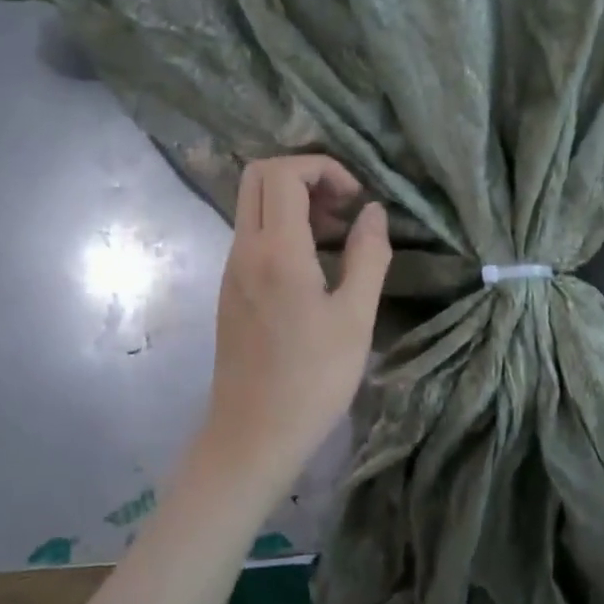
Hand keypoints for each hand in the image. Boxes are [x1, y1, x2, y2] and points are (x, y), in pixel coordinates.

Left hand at [204, 155, 391, 487]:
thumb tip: (373, 212)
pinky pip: (252, 234)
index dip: (324, 168)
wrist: (252, 435)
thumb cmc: (312, 379)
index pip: (284, 172)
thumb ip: (368, 255)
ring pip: (253, 204)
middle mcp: (244, 249)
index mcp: (276, 250)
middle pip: (258, 175)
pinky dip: (282, 228)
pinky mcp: (230, 288)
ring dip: (293, 202)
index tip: (356, 200)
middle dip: (304, 175)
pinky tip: (313, 266)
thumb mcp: (356, 317)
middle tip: (341, 208)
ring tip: (336, 237)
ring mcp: (231, 268)